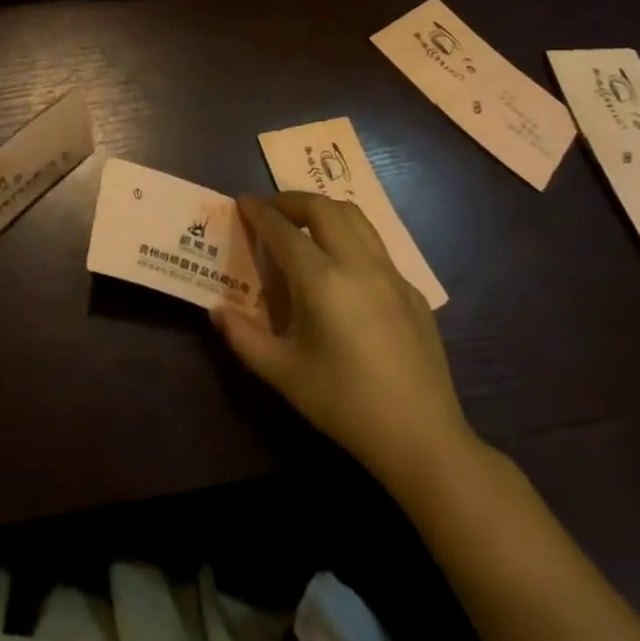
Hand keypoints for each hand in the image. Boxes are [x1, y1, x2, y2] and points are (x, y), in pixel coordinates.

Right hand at [214, 192, 477, 494]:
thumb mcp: (283, 374)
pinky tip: (340, 268)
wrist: (423, 439)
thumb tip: (216, 310)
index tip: (242, 201)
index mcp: (321, 280)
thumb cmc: (344, 404)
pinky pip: (375, 246)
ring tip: (302, 224)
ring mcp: (390, 274)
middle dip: (291, 201)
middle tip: (270, 211)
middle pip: (323, 208)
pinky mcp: (411, 291)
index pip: (283, 229)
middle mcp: (357, 264)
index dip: (259, 211)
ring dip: (323, 210)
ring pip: (355, 217)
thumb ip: (243, 337)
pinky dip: (349, 237)